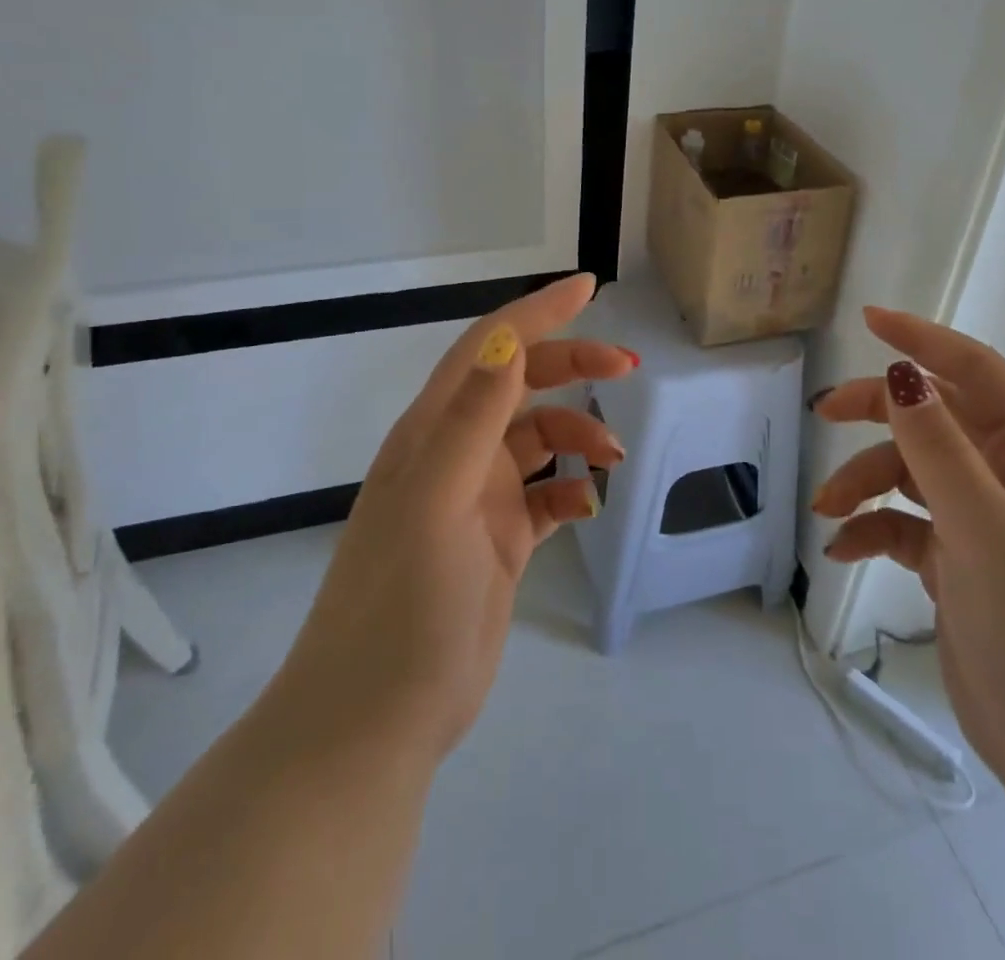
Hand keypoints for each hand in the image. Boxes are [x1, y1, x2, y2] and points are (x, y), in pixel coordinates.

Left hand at [278, 273, 633, 760]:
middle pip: (522, 385)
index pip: (490, 347)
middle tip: (627, 369)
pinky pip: (546, 496)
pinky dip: (571, 489)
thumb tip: (506, 338)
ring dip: (579, 435)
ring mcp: (477, 498)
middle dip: (573, 367)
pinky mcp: (498, 540)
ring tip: (613, 458)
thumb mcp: (438, 499)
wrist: (377, 718)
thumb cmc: (403, 600)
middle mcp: (455, 453)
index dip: (538, 312)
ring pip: (539, 440)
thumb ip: (474, 417)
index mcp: (434, 431)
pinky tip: (589, 504)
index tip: (590, 287)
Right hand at [811, 307, 1004, 797]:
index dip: (926, 341)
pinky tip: (843, 550)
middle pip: (936, 420)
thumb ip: (938, 449)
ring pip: (912, 475)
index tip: (870, 320)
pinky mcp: (960, 567)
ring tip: (828, 510)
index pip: (979, 375)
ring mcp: (985, 526)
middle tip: (824, 413)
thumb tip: (899, 374)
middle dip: (879, 413)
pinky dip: (872, 530)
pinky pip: (905, 526)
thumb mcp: (986, 530)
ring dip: (865, 482)